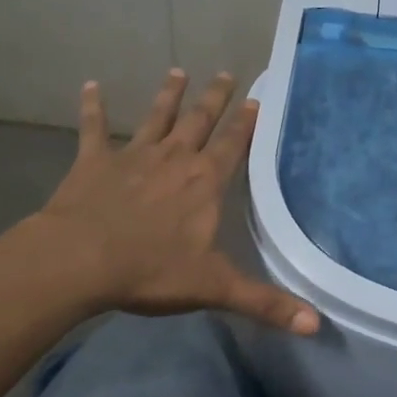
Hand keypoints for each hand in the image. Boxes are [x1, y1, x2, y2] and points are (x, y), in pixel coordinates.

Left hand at [25, 70, 318, 333]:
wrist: (80, 260)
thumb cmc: (150, 270)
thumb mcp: (214, 288)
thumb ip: (265, 303)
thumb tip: (317, 325)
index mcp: (204, 181)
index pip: (233, 145)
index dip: (245, 123)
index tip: (255, 99)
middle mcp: (174, 158)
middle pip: (200, 121)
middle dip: (215, 97)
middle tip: (226, 73)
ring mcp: (133, 155)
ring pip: (156, 117)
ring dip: (168, 94)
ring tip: (177, 71)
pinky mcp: (94, 161)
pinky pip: (94, 128)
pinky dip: (92, 106)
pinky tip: (89, 86)